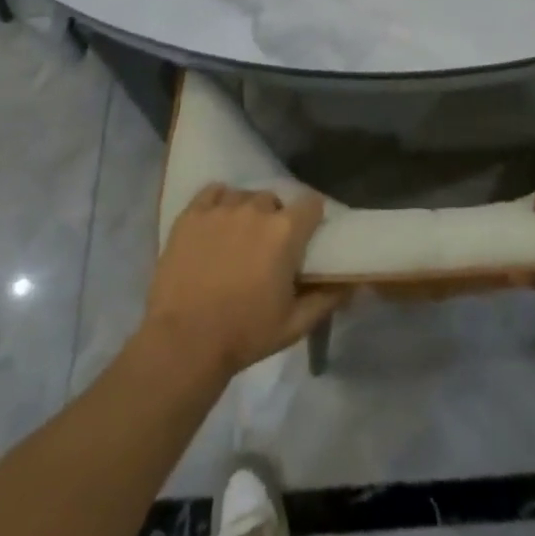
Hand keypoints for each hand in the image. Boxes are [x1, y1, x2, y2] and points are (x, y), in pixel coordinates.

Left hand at [143, 185, 341, 378]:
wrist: (183, 343)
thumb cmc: (245, 334)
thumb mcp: (295, 324)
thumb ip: (327, 298)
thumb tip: (351, 282)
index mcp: (286, 231)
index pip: (312, 203)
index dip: (311, 218)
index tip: (306, 236)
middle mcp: (256, 209)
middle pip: (275, 200)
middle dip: (275, 220)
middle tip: (267, 248)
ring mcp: (221, 208)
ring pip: (244, 196)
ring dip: (246, 213)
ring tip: (237, 239)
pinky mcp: (191, 214)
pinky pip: (213, 192)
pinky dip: (219, 203)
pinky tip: (216, 224)